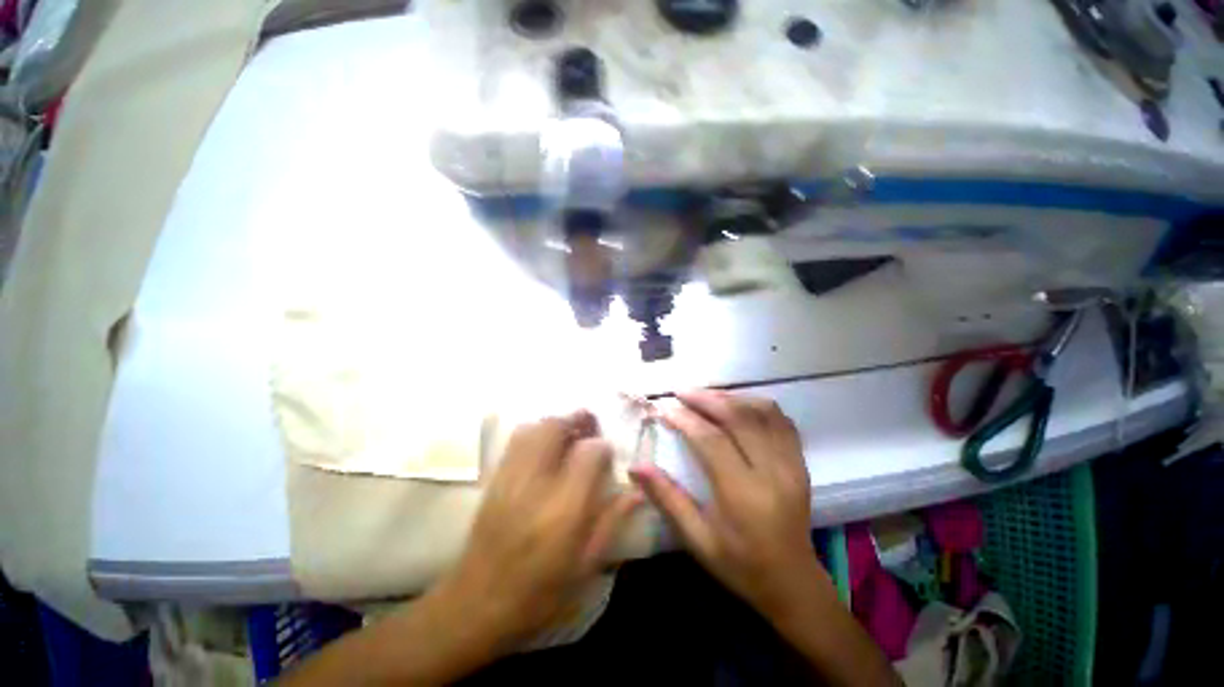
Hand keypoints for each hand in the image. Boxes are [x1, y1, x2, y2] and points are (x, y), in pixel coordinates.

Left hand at [441, 411, 640, 643]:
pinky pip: (515, 440)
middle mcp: (537, 484)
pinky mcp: (494, 480)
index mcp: (565, 509)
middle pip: (556, 428)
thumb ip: (612, 520)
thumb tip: (637, 491)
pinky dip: (535, 432)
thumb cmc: (539, 594)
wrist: (476, 606)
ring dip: (556, 423)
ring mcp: (510, 478)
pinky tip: (545, 446)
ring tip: (569, 432)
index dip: (602, 446)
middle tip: (590, 426)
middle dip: (577, 420)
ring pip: (533, 428)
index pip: (589, 453)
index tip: (608, 454)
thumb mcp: (586, 565)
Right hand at [630, 390, 819, 617]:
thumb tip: (635, 467)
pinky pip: (780, 420)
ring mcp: (791, 463)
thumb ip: (667, 498)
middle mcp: (772, 472)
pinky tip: (737, 405)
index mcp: (743, 494)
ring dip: (730, 397)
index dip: (685, 419)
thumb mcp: (697, 538)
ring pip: (762, 412)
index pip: (712, 440)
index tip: (665, 407)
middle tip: (681, 392)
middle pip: (738, 417)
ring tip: (705, 395)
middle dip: (706, 399)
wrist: (793, 582)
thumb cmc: (739, 563)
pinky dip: (756, 405)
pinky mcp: (800, 461)